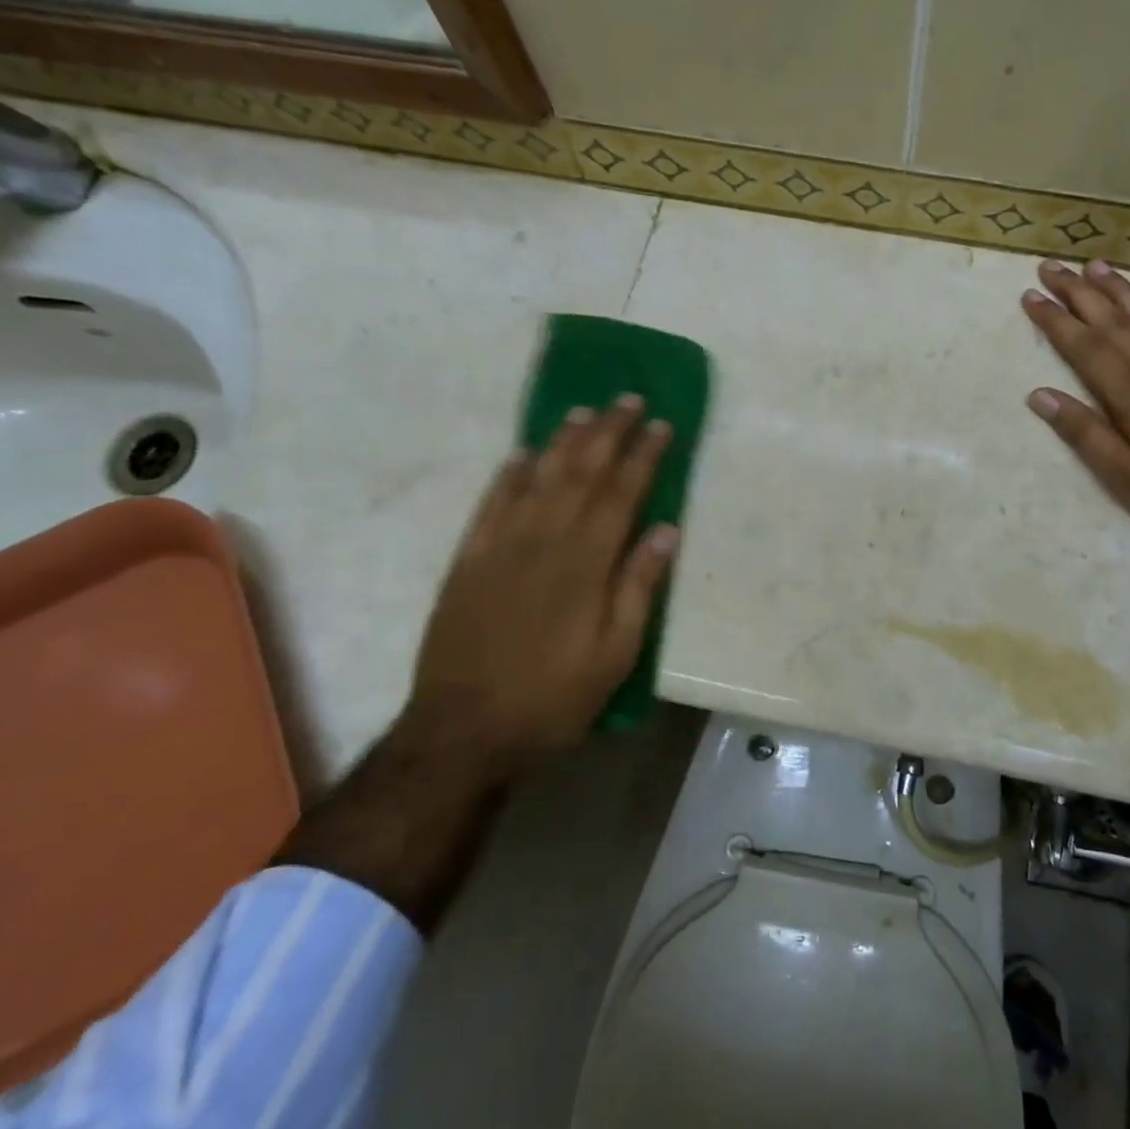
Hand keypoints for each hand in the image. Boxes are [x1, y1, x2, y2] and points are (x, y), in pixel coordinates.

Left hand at [411, 396, 679, 756]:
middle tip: (628, 399)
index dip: (643, 456)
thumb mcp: (615, 654)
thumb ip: (639, 587)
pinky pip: (490, 504)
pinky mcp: (468, 560)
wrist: (462, 729)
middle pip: (581, 473)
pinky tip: (522, 454)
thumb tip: (666, 529)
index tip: (662, 425)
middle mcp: (544, 540)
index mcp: (585, 563)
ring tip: (583, 412)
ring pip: (537, 478)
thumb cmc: (553, 697)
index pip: (622, 493)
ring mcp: (501, 546)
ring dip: (562, 442)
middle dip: (608, 432)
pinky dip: (508, 475)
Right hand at [1022, 260, 1129, 555]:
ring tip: (1097, 266)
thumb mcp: (1129, 484)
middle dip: (1080, 295)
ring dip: (1124, 292)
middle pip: (1116, 326)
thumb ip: (1087, 437)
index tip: (1031, 296)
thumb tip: (1040, 395)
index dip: (1057, 322)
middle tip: (1052, 267)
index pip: (1087, 350)